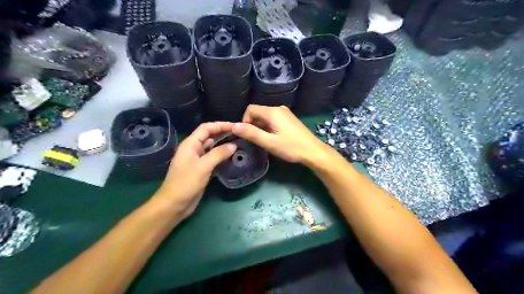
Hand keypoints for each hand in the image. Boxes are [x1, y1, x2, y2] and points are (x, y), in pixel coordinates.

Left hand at [153, 121, 235, 219]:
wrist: (174, 205)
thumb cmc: (186, 183)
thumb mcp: (203, 166)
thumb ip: (218, 154)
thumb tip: (234, 145)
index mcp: (190, 144)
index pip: (206, 128)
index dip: (220, 125)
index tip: (235, 126)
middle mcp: (193, 149)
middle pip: (209, 136)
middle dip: (223, 133)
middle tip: (239, 133)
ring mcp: (197, 160)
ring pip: (212, 147)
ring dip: (223, 144)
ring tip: (238, 143)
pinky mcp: (201, 170)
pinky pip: (213, 158)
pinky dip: (221, 155)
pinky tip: (231, 157)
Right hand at [231, 104, 327, 164]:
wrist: (313, 151)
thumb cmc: (291, 147)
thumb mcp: (269, 142)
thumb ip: (251, 133)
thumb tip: (234, 126)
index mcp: (272, 112)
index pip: (250, 109)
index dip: (245, 121)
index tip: (248, 135)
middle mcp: (278, 108)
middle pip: (258, 112)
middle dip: (253, 125)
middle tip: (256, 140)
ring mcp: (285, 113)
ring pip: (265, 116)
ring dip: (261, 127)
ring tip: (265, 141)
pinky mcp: (289, 119)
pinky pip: (273, 119)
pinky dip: (269, 127)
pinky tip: (274, 138)